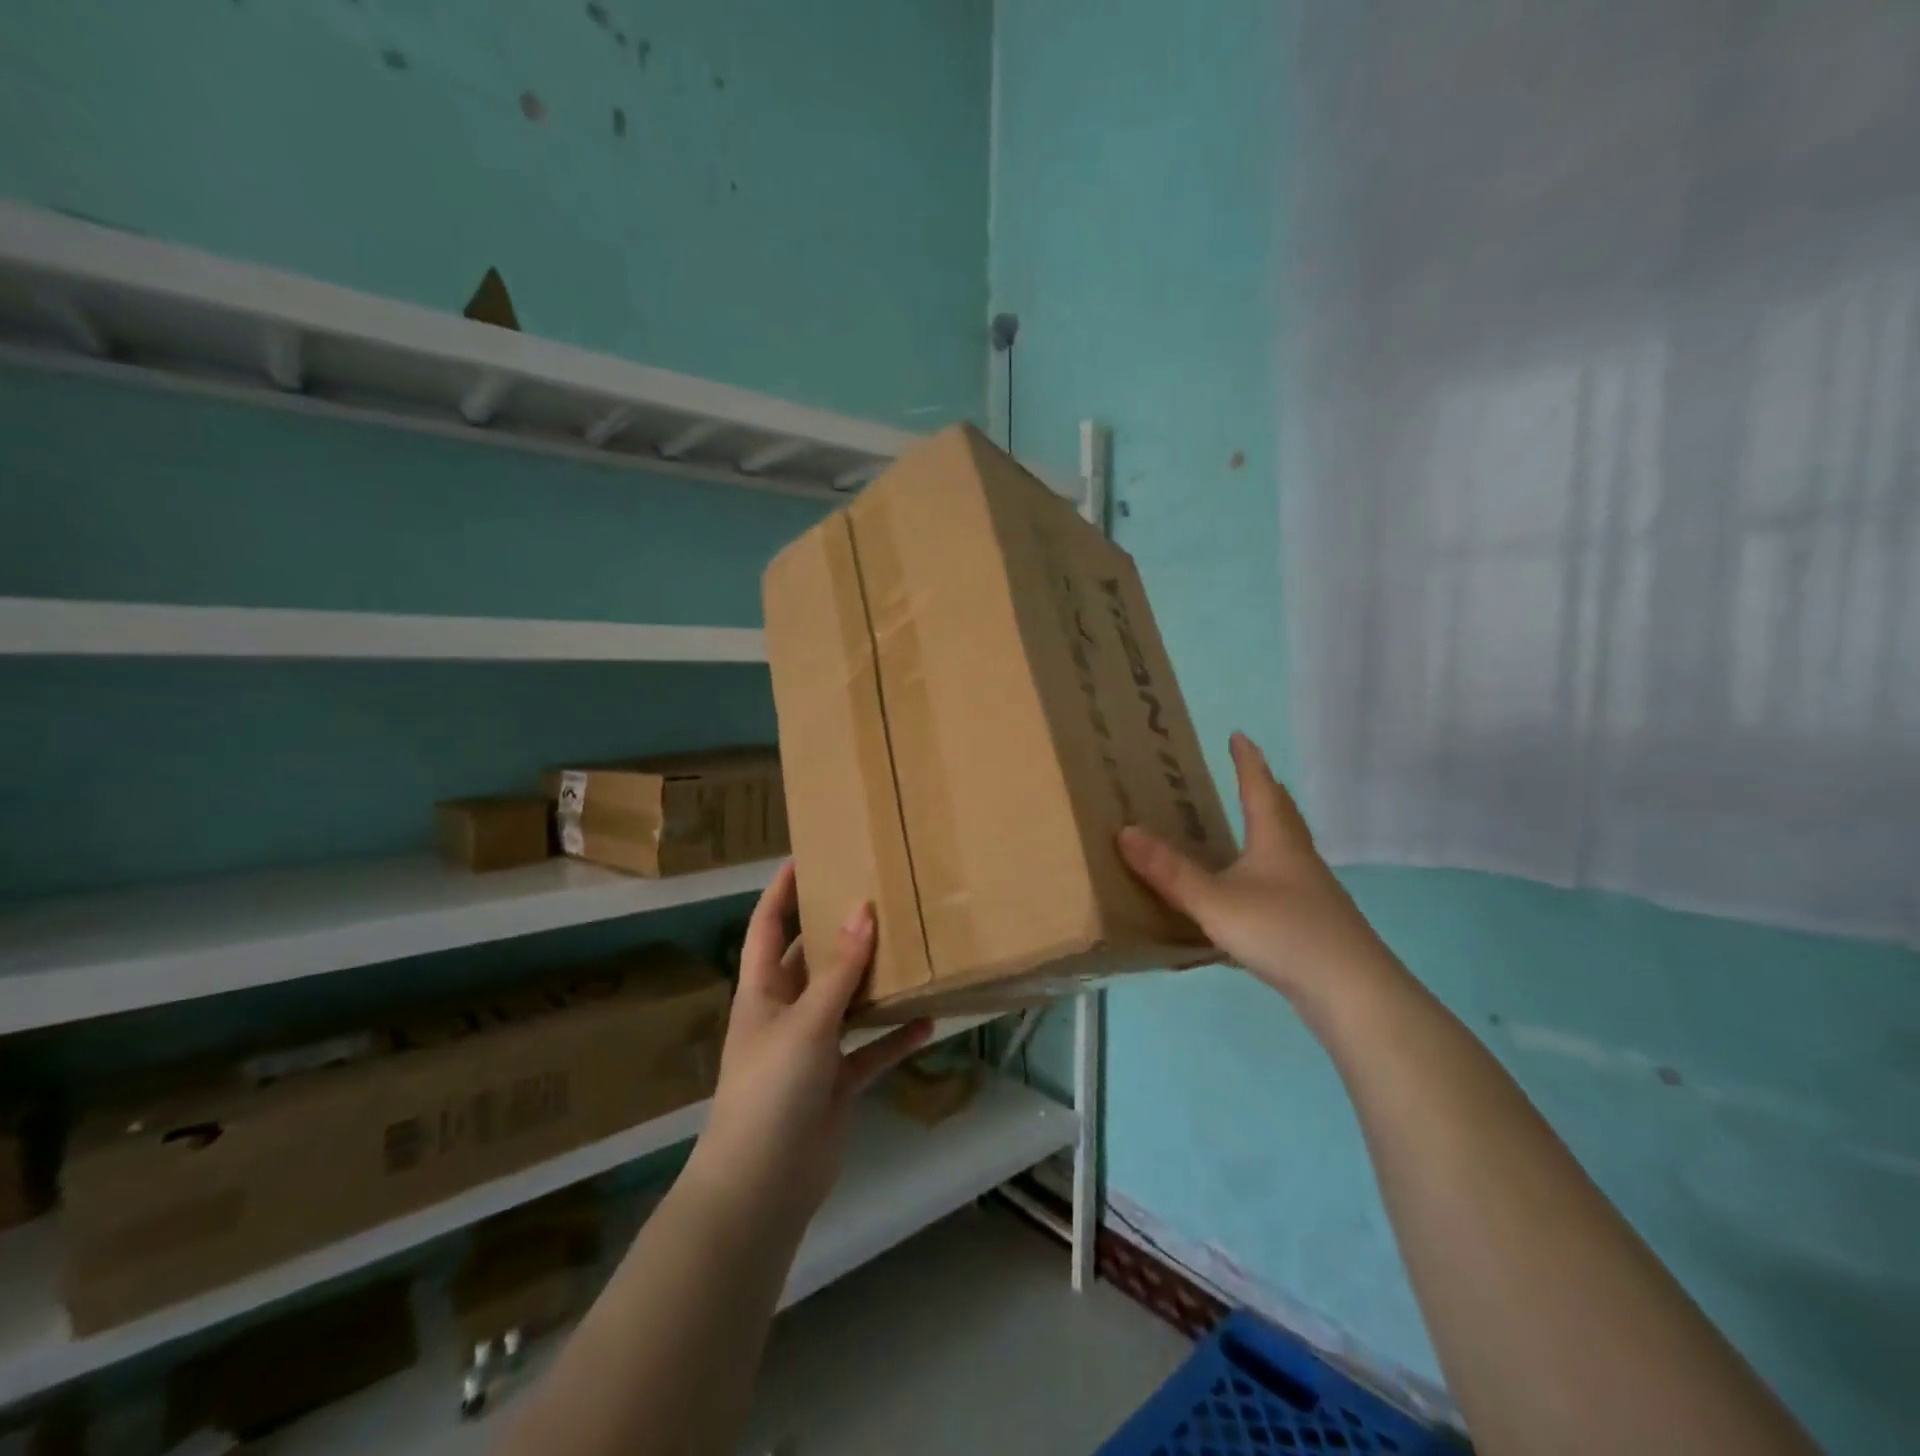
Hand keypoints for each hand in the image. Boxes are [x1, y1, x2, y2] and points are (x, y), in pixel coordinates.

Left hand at [683, 862, 930, 1233]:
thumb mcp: (806, 1022)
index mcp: (763, 991)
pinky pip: (870, 1051)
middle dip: (838, 931)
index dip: (780, 892)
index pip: (767, 927)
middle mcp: (786, 1012)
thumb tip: (862, 911)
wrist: (763, 1185)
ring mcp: (812, 1049)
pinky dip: (894, 1037)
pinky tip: (928, 1020)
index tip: (803, 857)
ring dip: (873, 982)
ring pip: (846, 1002)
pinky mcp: (835, 1082)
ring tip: (909, 948)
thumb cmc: (771, 1089)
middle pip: (812, 960)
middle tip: (875, 896)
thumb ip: (838, 971)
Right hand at [1117, 733, 1397, 1017]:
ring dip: (1268, 828)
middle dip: (1263, 789)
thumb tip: (1124, 831)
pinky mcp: (1313, 920)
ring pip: (1287, 846)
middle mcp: (1297, 856)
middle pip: (1282, 812)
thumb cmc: (1283, 932)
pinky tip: (1254, 889)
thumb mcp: (1215, 902)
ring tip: (1247, 826)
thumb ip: (1170, 872)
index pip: (1259, 787)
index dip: (1247, 761)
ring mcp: (1310, 890)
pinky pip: (1285, 878)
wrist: (1350, 991)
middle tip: (1245, 774)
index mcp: (1276, 840)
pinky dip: (1267, 867)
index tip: (1238, 736)